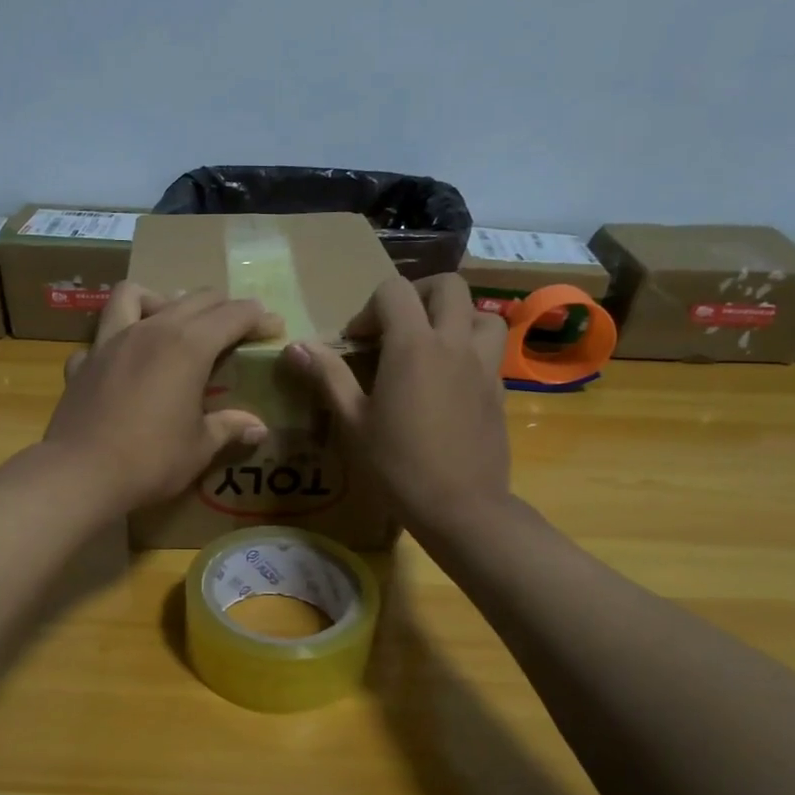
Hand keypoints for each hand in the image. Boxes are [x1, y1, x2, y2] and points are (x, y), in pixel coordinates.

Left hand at [43, 284, 282, 513]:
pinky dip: (115, 342)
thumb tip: (258, 427)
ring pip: (133, 295)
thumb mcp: (199, 447)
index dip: (258, 317)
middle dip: (221, 306)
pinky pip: (100, 338)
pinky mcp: (82, 362)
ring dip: (158, 300)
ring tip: (170, 324)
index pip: (232, 315)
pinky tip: (123, 364)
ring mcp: (110, 342)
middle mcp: (150, 330)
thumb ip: (228, 428)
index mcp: (188, 346)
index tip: (273, 327)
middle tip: (237, 328)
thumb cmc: (150, 460)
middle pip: (192, 298)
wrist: (80, 474)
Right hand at [283, 273, 509, 535]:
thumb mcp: (352, 422)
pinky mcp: (499, 390)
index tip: (356, 344)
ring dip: (454, 318)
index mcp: (413, 346)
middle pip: (447, 286)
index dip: (369, 309)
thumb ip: (328, 376)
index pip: (394, 291)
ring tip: (430, 347)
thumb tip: (295, 346)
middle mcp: (454, 343)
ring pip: (481, 314)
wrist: (460, 507)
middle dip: (417, 296)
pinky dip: (469, 351)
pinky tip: (448, 384)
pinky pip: (490, 351)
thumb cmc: (397, 466)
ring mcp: (484, 365)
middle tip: (395, 328)